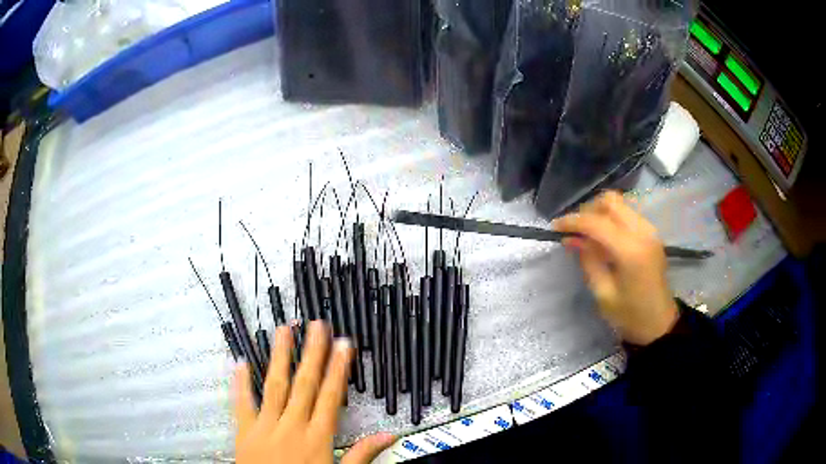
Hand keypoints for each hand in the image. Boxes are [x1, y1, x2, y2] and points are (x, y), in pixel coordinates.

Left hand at [234, 321, 395, 463]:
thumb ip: (362, 453)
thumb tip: (387, 437)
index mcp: (317, 438)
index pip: (330, 396)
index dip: (338, 368)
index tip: (343, 346)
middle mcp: (292, 427)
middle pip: (304, 384)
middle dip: (312, 353)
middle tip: (316, 327)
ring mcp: (266, 427)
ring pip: (274, 386)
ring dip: (280, 357)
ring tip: (283, 332)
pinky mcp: (246, 431)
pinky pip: (242, 403)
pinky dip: (241, 382)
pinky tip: (241, 362)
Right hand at [553, 191, 678, 345]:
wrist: (659, 324)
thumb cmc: (630, 316)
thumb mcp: (603, 294)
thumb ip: (588, 261)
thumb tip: (570, 238)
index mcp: (630, 251)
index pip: (597, 223)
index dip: (572, 221)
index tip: (555, 228)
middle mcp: (642, 232)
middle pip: (610, 202)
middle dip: (587, 211)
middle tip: (575, 231)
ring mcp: (650, 230)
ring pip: (620, 204)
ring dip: (600, 213)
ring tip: (588, 234)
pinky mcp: (652, 234)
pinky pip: (628, 213)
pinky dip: (612, 218)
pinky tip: (605, 237)